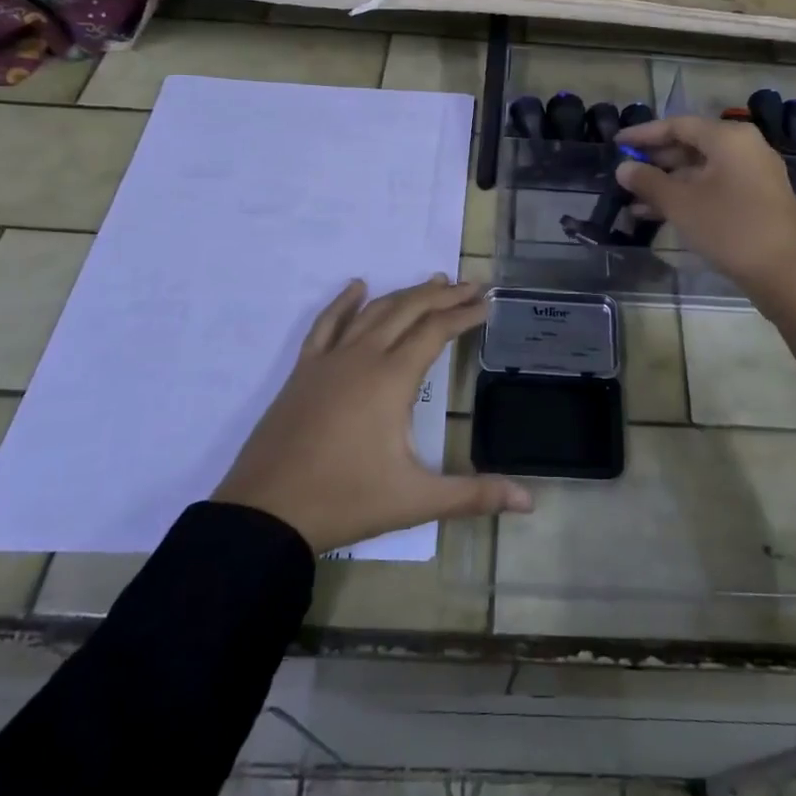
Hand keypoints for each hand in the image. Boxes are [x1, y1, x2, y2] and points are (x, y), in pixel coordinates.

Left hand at [213, 274, 532, 553]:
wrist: (265, 514)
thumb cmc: (345, 501)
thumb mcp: (416, 500)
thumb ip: (474, 495)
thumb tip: (530, 500)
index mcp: (391, 379)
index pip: (436, 331)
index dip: (464, 314)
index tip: (487, 304)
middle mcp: (362, 357)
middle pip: (409, 310)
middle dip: (443, 295)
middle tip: (471, 285)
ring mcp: (329, 360)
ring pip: (373, 311)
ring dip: (405, 293)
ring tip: (432, 282)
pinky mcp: (303, 371)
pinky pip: (327, 324)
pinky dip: (344, 302)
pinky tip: (357, 287)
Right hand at [616, 116, 795, 295]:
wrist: (786, 273)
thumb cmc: (730, 227)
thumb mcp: (680, 204)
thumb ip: (648, 181)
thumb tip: (623, 168)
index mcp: (728, 138)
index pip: (677, 125)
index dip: (643, 134)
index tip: (616, 143)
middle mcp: (744, 148)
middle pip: (691, 146)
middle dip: (655, 161)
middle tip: (624, 173)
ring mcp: (753, 174)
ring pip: (701, 171)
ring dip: (667, 184)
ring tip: (632, 200)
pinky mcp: (757, 199)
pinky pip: (714, 187)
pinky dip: (688, 196)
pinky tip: (658, 214)